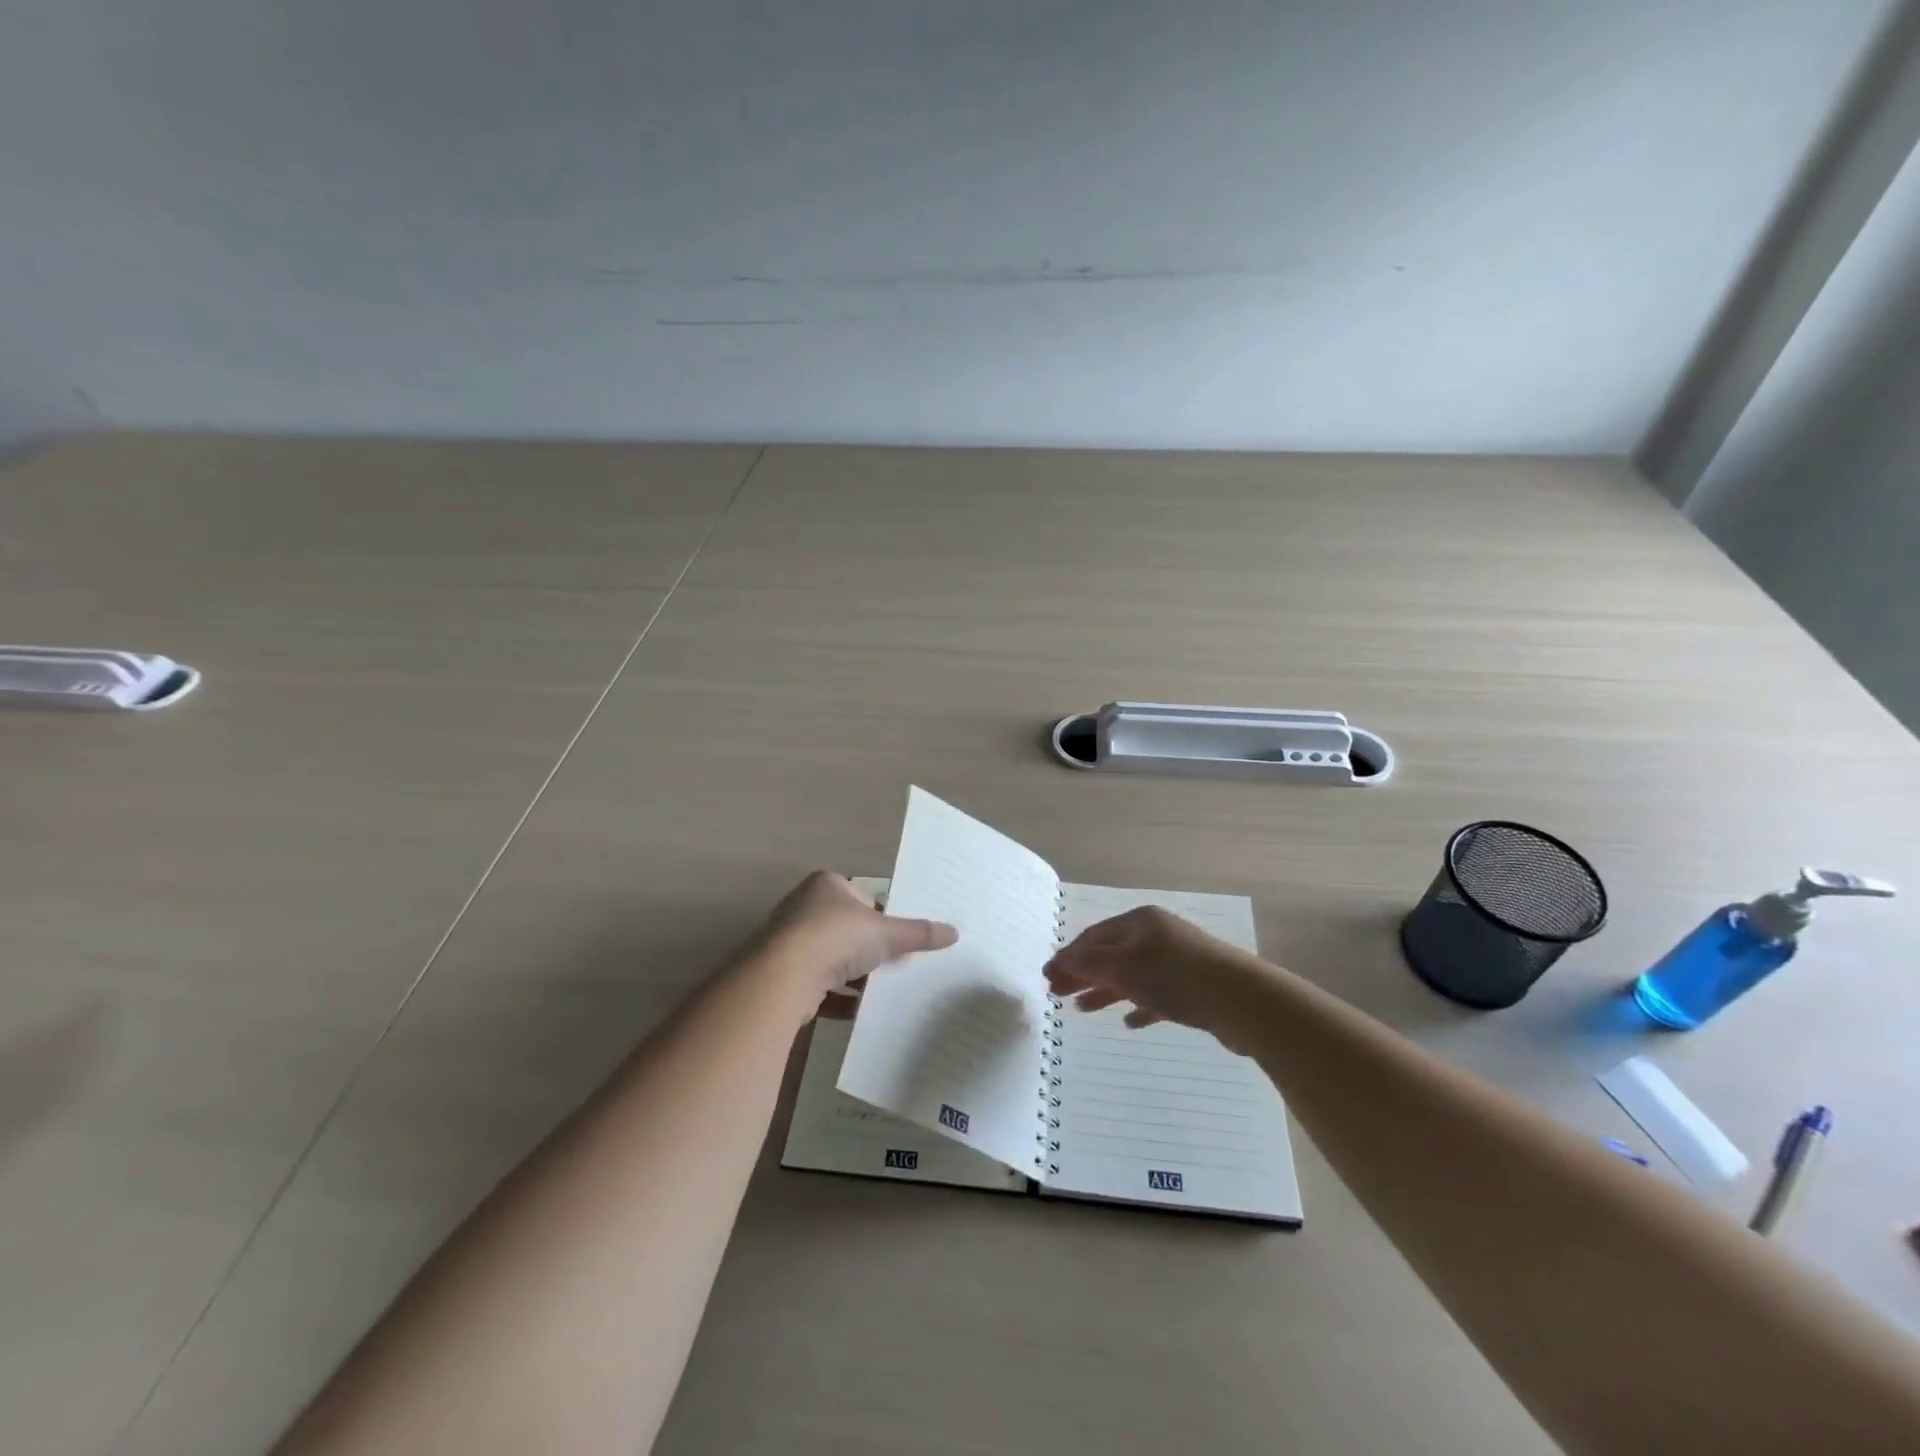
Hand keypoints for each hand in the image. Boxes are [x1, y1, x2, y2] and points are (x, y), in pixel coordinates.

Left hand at [752, 871, 957, 1004]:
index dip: (884, 917)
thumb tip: (954, 932)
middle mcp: (804, 907)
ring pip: (832, 959)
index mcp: (827, 885)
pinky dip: (837, 998)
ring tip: (881, 991)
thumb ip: (918, 933)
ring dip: (854, 976)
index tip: (901, 939)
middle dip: (870, 949)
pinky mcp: (783, 974)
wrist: (783, 976)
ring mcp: (790, 941)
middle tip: (896, 966)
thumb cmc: (837, 937)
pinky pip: (818, 985)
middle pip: (847, 929)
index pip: (864, 897)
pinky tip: (858, 1011)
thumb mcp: (886, 933)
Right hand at [1044, 905, 1269, 1051]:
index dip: (1068, 956)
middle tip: (1057, 994)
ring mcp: (1177, 962)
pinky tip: (1129, 1022)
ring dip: (1105, 991)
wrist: (1242, 1001)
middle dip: (1083, 973)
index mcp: (1140, 922)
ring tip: (1082, 1009)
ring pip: (1132, 975)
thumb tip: (1059, 960)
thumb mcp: (1124, 966)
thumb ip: (1089, 963)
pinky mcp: (1193, 990)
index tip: (1047, 977)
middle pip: (1111, 954)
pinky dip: (1139, 1006)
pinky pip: (1157, 996)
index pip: (1094, 936)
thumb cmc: (1176, 977)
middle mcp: (1157, 936)